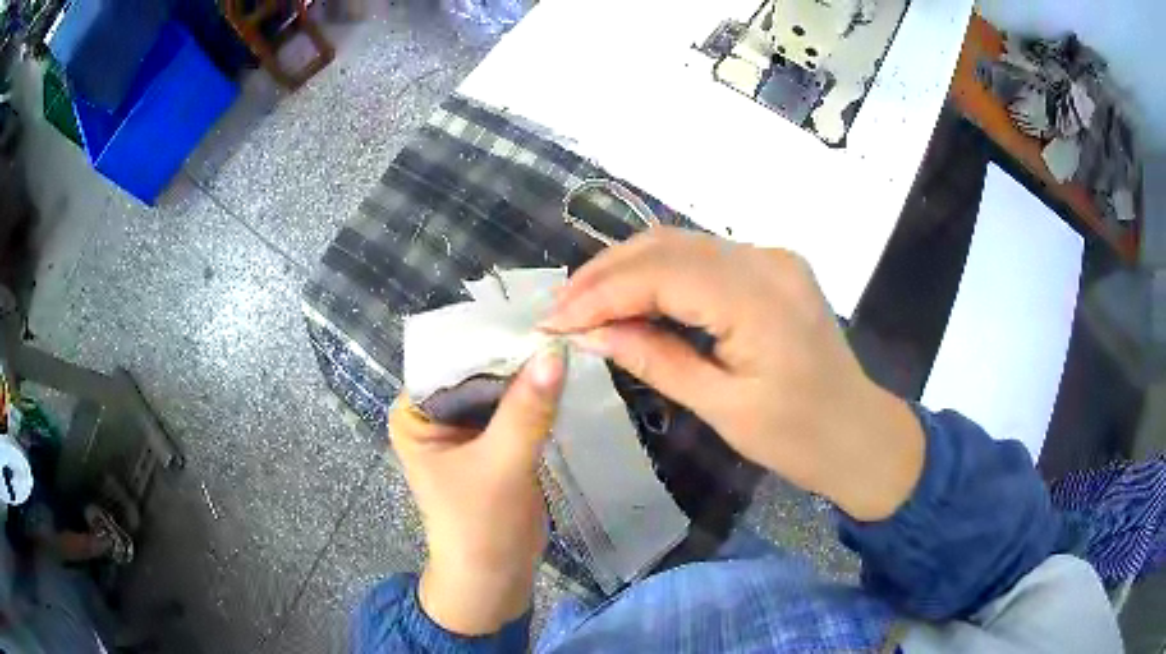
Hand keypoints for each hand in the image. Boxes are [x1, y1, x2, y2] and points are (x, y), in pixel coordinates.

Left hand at [389, 344, 565, 634]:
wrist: (495, 577)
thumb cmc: (480, 525)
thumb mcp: (501, 465)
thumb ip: (526, 409)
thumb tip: (554, 351)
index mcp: (414, 412)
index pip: (449, 358)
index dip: (491, 338)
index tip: (536, 318)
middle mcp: (434, 412)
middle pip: (477, 370)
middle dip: (514, 355)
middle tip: (561, 327)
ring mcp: (464, 427)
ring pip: (499, 387)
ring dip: (529, 374)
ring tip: (568, 344)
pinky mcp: (492, 440)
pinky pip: (514, 407)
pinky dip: (536, 396)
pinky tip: (565, 377)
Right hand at [542, 228, 923, 521]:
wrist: (859, 433)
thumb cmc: (799, 437)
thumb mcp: (723, 408)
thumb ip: (655, 360)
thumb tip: (589, 335)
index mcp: (760, 299)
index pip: (661, 274)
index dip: (600, 294)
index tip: (553, 321)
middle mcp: (766, 261)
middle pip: (667, 246)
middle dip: (605, 275)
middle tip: (559, 311)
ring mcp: (772, 258)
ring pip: (681, 245)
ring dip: (627, 271)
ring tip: (583, 305)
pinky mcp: (771, 268)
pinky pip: (703, 260)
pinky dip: (659, 275)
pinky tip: (631, 299)